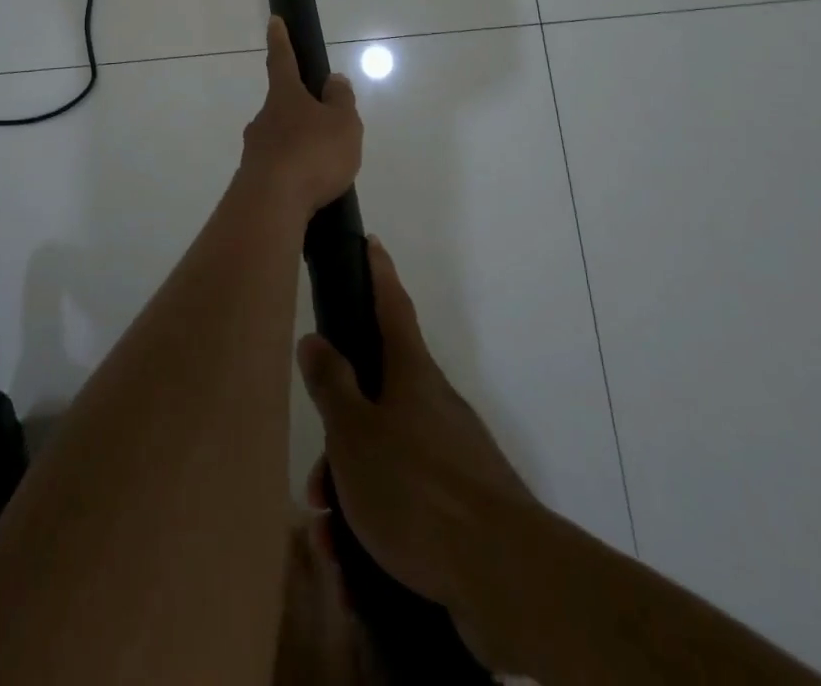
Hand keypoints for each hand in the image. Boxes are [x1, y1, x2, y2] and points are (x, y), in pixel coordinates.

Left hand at [236, 17, 362, 222]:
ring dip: (297, 145)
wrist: (271, 204)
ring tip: (323, 167)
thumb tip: (333, 80)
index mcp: (285, 96)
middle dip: (300, 111)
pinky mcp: (252, 179)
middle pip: (282, 105)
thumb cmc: (312, 154)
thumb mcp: (343, 124)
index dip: (281, 40)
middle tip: (324, 127)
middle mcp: (264, 118)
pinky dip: (292, 172)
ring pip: (279, 139)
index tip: (274, 21)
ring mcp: (254, 149)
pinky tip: (308, 189)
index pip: (282, 60)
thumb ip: (341, 100)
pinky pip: (278, 168)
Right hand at [297, 238, 531, 623]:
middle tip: (315, 481)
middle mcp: (433, 405)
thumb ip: (331, 384)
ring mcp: (451, 456)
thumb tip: (314, 338)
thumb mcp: (355, 433)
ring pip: (384, 457)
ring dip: (351, 491)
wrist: (505, 577)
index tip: (372, 242)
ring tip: (329, 538)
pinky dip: (374, 526)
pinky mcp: (461, 508)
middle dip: (339, 435)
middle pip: (375, 396)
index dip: (378, 272)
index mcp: (411, 373)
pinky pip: (404, 504)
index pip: (392, 305)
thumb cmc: (418, 487)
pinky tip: (354, 567)